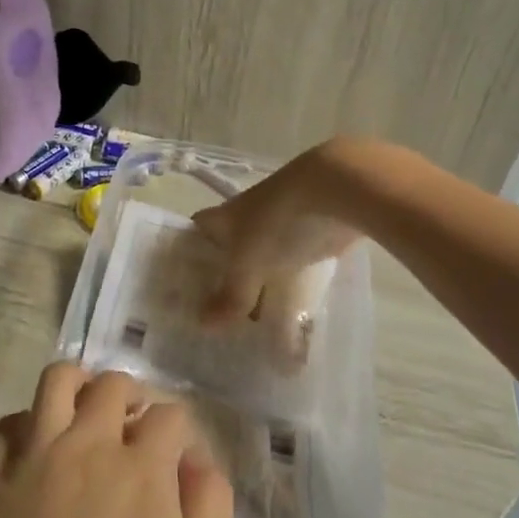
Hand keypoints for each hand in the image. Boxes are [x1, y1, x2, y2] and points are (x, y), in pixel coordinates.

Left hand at [0, 364, 233, 517]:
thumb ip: (211, 511)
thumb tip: (199, 461)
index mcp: (141, 469)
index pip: (170, 414)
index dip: (180, 431)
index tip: (178, 458)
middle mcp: (88, 446)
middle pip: (112, 384)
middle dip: (133, 397)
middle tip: (134, 428)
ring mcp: (37, 458)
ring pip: (56, 380)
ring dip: (78, 386)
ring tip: (86, 413)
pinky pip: (8, 425)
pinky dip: (28, 426)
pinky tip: (40, 450)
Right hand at [191, 144, 361, 327]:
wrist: (334, 191)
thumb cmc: (277, 222)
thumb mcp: (249, 262)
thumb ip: (231, 294)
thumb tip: (203, 323)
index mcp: (225, 217)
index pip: (198, 231)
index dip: (189, 254)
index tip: (184, 285)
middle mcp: (248, 219)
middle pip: (230, 251)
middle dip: (225, 279)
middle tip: (218, 319)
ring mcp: (281, 226)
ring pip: (262, 260)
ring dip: (259, 286)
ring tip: (253, 326)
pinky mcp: (310, 236)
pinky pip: (292, 266)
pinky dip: (289, 286)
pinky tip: (290, 313)